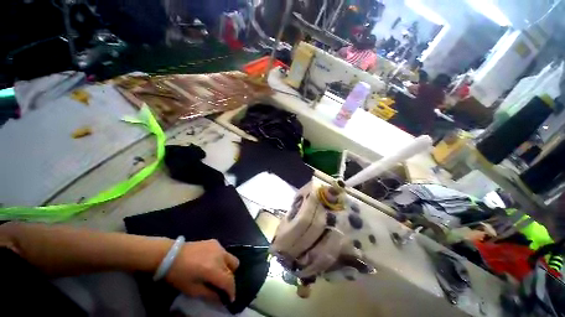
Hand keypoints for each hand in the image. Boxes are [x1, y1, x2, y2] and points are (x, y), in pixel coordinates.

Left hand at [165, 239, 238, 302]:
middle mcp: (220, 256)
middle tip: (222, 285)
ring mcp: (219, 246)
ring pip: (231, 258)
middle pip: (234, 266)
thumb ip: (209, 294)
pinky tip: (211, 262)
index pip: (229, 280)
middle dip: (230, 278)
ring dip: (227, 267)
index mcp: (214, 269)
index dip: (231, 291)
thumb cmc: (179, 275)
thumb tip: (220, 299)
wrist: (170, 255)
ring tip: (217, 273)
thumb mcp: (192, 290)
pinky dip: (221, 259)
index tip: (230, 299)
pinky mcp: (215, 241)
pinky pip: (224, 252)